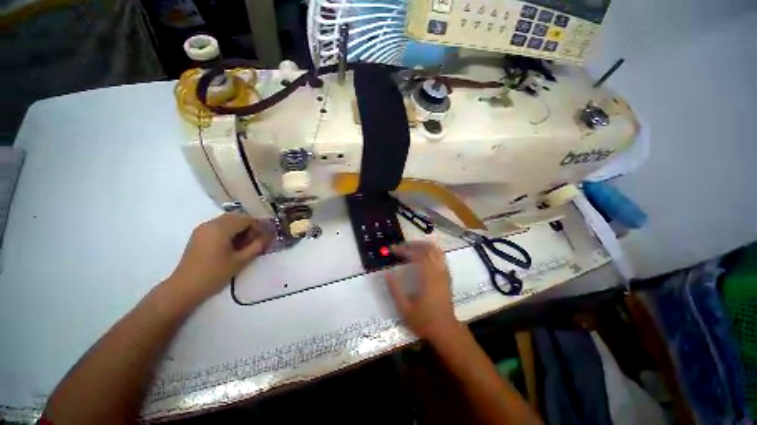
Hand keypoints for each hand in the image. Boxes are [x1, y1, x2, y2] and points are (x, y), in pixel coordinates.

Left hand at [166, 213, 272, 303]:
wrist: (184, 288)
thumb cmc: (214, 274)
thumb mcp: (240, 260)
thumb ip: (257, 246)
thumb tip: (270, 236)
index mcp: (221, 228)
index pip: (246, 219)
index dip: (259, 226)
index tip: (266, 237)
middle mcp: (211, 223)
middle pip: (237, 217)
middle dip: (250, 227)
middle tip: (257, 241)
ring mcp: (203, 229)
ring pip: (228, 221)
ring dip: (240, 229)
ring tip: (246, 244)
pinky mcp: (199, 235)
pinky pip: (219, 226)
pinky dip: (230, 231)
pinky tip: (233, 245)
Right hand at [386, 242, 461, 342]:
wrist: (446, 331)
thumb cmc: (424, 321)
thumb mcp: (405, 309)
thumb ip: (395, 290)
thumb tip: (387, 273)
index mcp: (428, 278)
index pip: (417, 255)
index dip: (404, 249)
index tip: (393, 249)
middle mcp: (438, 272)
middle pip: (428, 248)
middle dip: (413, 244)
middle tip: (401, 246)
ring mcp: (444, 273)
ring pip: (436, 250)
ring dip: (422, 245)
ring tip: (410, 247)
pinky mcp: (447, 276)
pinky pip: (440, 256)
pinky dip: (430, 251)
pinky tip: (422, 256)